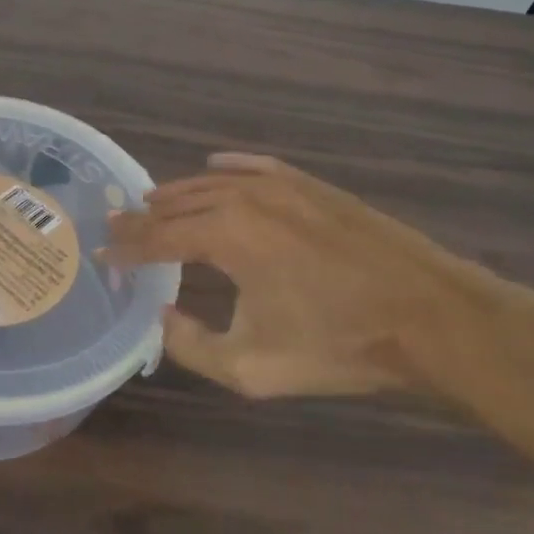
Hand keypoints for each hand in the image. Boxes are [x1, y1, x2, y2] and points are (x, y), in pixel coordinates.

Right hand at [106, 152, 533, 399]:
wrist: (431, 317)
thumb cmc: (339, 344)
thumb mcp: (251, 366)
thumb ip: (190, 345)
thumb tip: (163, 317)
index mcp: (225, 236)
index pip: (158, 238)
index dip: (126, 249)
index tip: (103, 256)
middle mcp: (245, 198)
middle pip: (178, 204)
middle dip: (143, 219)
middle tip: (117, 228)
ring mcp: (282, 186)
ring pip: (213, 182)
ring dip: (178, 194)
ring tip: (153, 202)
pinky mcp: (314, 186)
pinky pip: (257, 167)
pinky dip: (230, 167)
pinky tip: (216, 166)